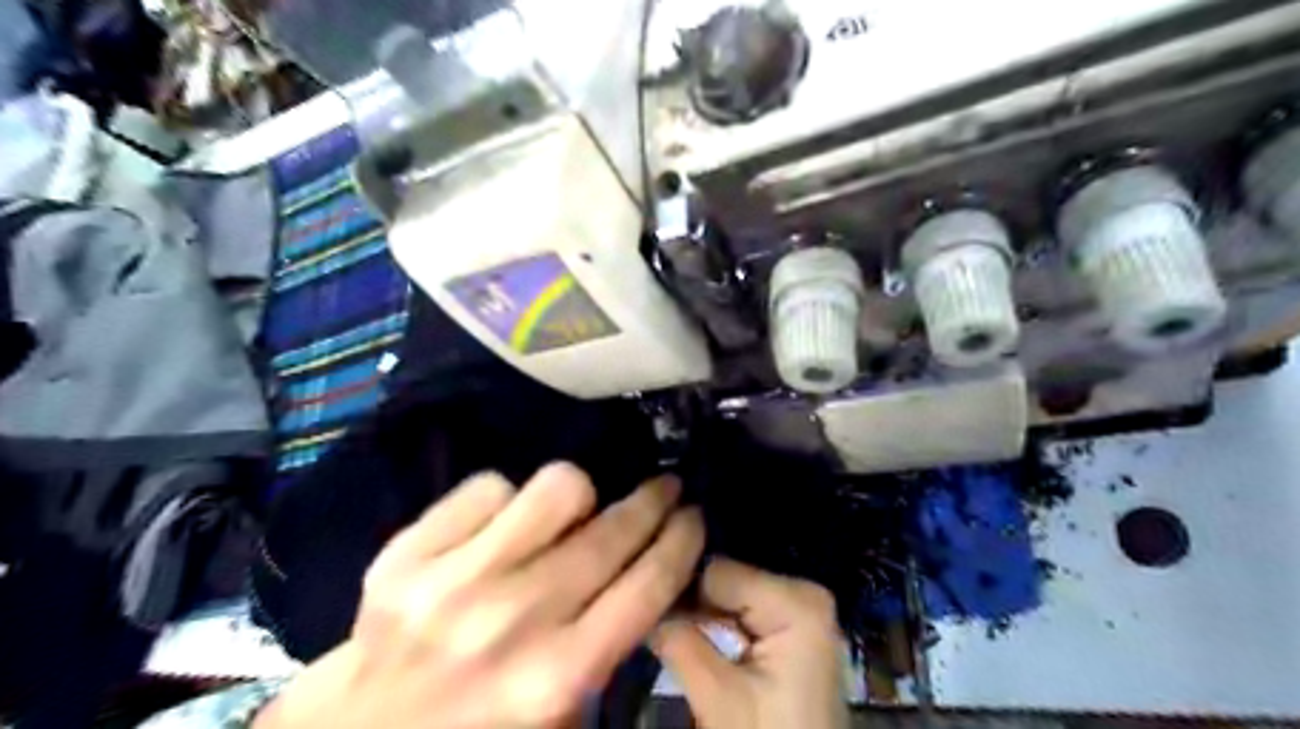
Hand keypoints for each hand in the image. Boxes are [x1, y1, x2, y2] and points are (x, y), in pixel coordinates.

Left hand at [252, 465, 700, 724]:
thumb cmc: (480, 724)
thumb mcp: (562, 714)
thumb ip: (609, 646)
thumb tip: (646, 567)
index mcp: (557, 678)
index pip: (647, 586)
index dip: (682, 540)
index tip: (694, 515)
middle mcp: (512, 622)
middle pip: (611, 532)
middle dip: (654, 501)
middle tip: (665, 488)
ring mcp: (453, 581)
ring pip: (557, 488)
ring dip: (579, 497)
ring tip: (574, 514)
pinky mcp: (407, 553)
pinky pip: (490, 486)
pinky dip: (508, 500)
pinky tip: (503, 529)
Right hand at [649, 558, 854, 728]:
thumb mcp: (720, 698)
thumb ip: (680, 642)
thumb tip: (641, 604)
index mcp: (795, 600)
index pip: (716, 572)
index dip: (677, 592)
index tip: (646, 614)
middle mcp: (802, 591)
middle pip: (725, 581)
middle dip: (688, 605)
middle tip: (653, 629)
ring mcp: (800, 608)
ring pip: (729, 596)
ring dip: (699, 618)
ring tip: (668, 636)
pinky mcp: (793, 628)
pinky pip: (742, 613)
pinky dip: (718, 629)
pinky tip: (697, 644)